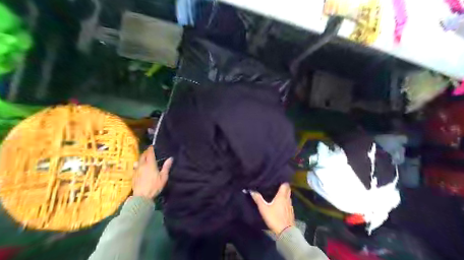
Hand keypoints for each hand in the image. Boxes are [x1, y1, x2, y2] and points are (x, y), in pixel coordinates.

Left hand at [133, 146, 173, 198]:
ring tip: (144, 157)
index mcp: (150, 164)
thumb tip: (171, 158)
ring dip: (141, 158)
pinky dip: (138, 164)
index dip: (150, 149)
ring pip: (138, 161)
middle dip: (146, 152)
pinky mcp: (133, 176)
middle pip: (143, 156)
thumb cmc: (154, 186)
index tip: (152, 146)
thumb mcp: (163, 177)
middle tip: (148, 151)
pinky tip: (139, 166)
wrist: (141, 196)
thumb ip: (166, 167)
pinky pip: (135, 167)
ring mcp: (136, 170)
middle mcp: (142, 165)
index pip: (149, 154)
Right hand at [252, 182, 294, 235]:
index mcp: (282, 196)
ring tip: (277, 192)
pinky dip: (285, 201)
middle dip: (284, 186)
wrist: (286, 232)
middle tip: (277, 184)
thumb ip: (258, 199)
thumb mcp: (264, 208)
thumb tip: (251, 190)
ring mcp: (290, 206)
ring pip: (288, 196)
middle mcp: (287, 199)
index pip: (285, 185)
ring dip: (284, 193)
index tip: (277, 178)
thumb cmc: (274, 218)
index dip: (282, 181)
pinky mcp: (291, 212)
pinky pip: (288, 203)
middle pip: (288, 189)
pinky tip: (280, 203)